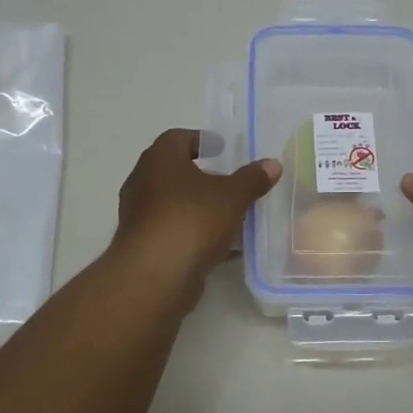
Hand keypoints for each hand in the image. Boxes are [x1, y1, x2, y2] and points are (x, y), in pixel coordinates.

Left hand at [112, 129, 280, 292]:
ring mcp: (139, 215)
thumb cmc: (192, 219)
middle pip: (174, 171)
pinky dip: (194, 232)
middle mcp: (142, 181)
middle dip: (202, 176)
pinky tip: (221, 245)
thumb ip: (252, 178)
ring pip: (173, 203)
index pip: (178, 138)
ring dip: (198, 206)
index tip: (223, 149)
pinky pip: (173, 230)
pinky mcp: (144, 245)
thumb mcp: (233, 196)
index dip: (201, 140)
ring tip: (229, 213)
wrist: (156, 274)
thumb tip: (273, 164)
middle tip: (229, 180)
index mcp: (159, 159)